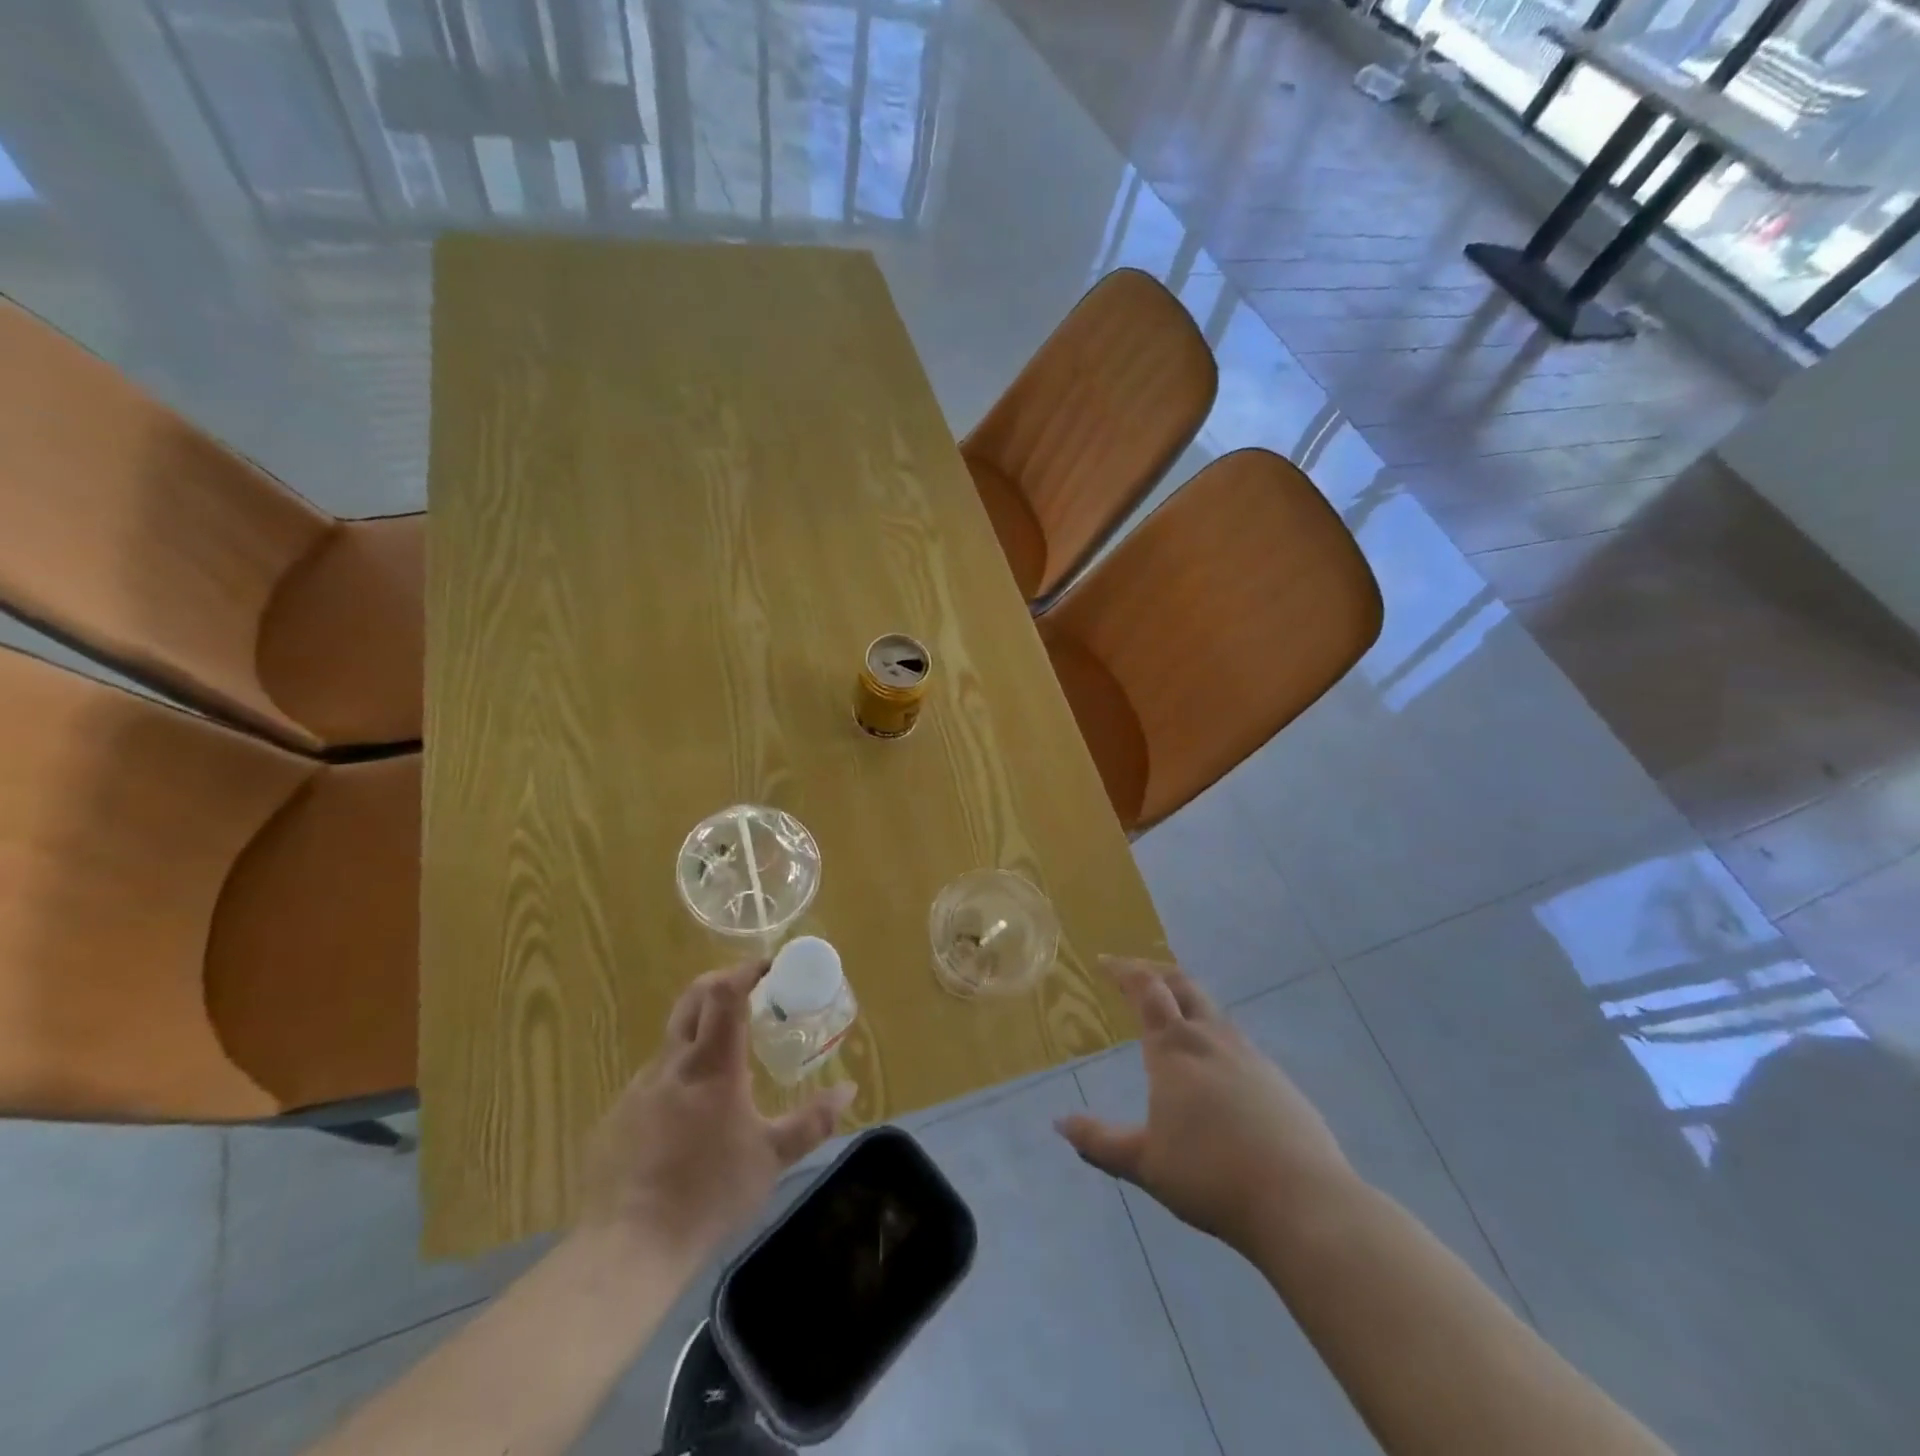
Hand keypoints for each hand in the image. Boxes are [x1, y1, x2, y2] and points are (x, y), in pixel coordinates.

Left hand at [578, 961, 855, 1264]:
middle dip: (720, 983)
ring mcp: (640, 1088)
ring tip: (725, 1060)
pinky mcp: (618, 1116)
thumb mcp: (772, 1158)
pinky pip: (654, 1079)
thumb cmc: (710, 1193)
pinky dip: (678, 1075)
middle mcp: (673, 1064)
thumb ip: (812, 1121)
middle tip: (747, 990)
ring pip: (672, 1040)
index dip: (746, 971)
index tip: (768, 966)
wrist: (629, 1246)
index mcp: (712, 1065)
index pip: (725, 995)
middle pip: (692, 999)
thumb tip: (848, 1090)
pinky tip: (688, 1114)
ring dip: (700, 1032)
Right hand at [1056, 957, 1353, 1252]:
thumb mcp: (1146, 1164)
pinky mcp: (1277, 1079)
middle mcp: (1211, 1039)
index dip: (1124, 970)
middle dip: (1155, 972)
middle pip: (1183, 985)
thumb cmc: (1211, 1176)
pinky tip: (1213, 1066)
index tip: (1105, 961)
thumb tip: (1060, 1124)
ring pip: (1212, 1010)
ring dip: (1186, 1001)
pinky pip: (1236, 1041)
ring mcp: (1249, 1055)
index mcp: (1174, 1049)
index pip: (1146, 990)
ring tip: (1171, 1015)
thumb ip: (1100, 1142)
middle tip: (1135, 974)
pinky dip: (1213, 1034)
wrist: (1302, 1201)